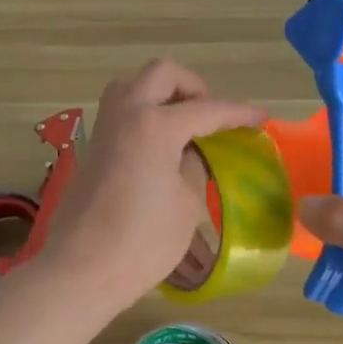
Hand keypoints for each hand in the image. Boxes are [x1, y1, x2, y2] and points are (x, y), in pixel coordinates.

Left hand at [32, 59, 263, 316]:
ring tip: (184, 126)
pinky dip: (144, 113)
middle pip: (162, 74)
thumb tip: (188, 152)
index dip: (239, 113)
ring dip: (162, 94)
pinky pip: (121, 111)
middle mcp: (126, 114)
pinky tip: (160, 144)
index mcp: (155, 125)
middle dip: (193, 87)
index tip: (261, 118)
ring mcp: (103, 128)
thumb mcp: (186, 205)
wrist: (81, 269)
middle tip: (211, 117)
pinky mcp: (91, 148)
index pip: (207, 109)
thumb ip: (192, 167)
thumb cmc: (142, 242)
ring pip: (134, 85)